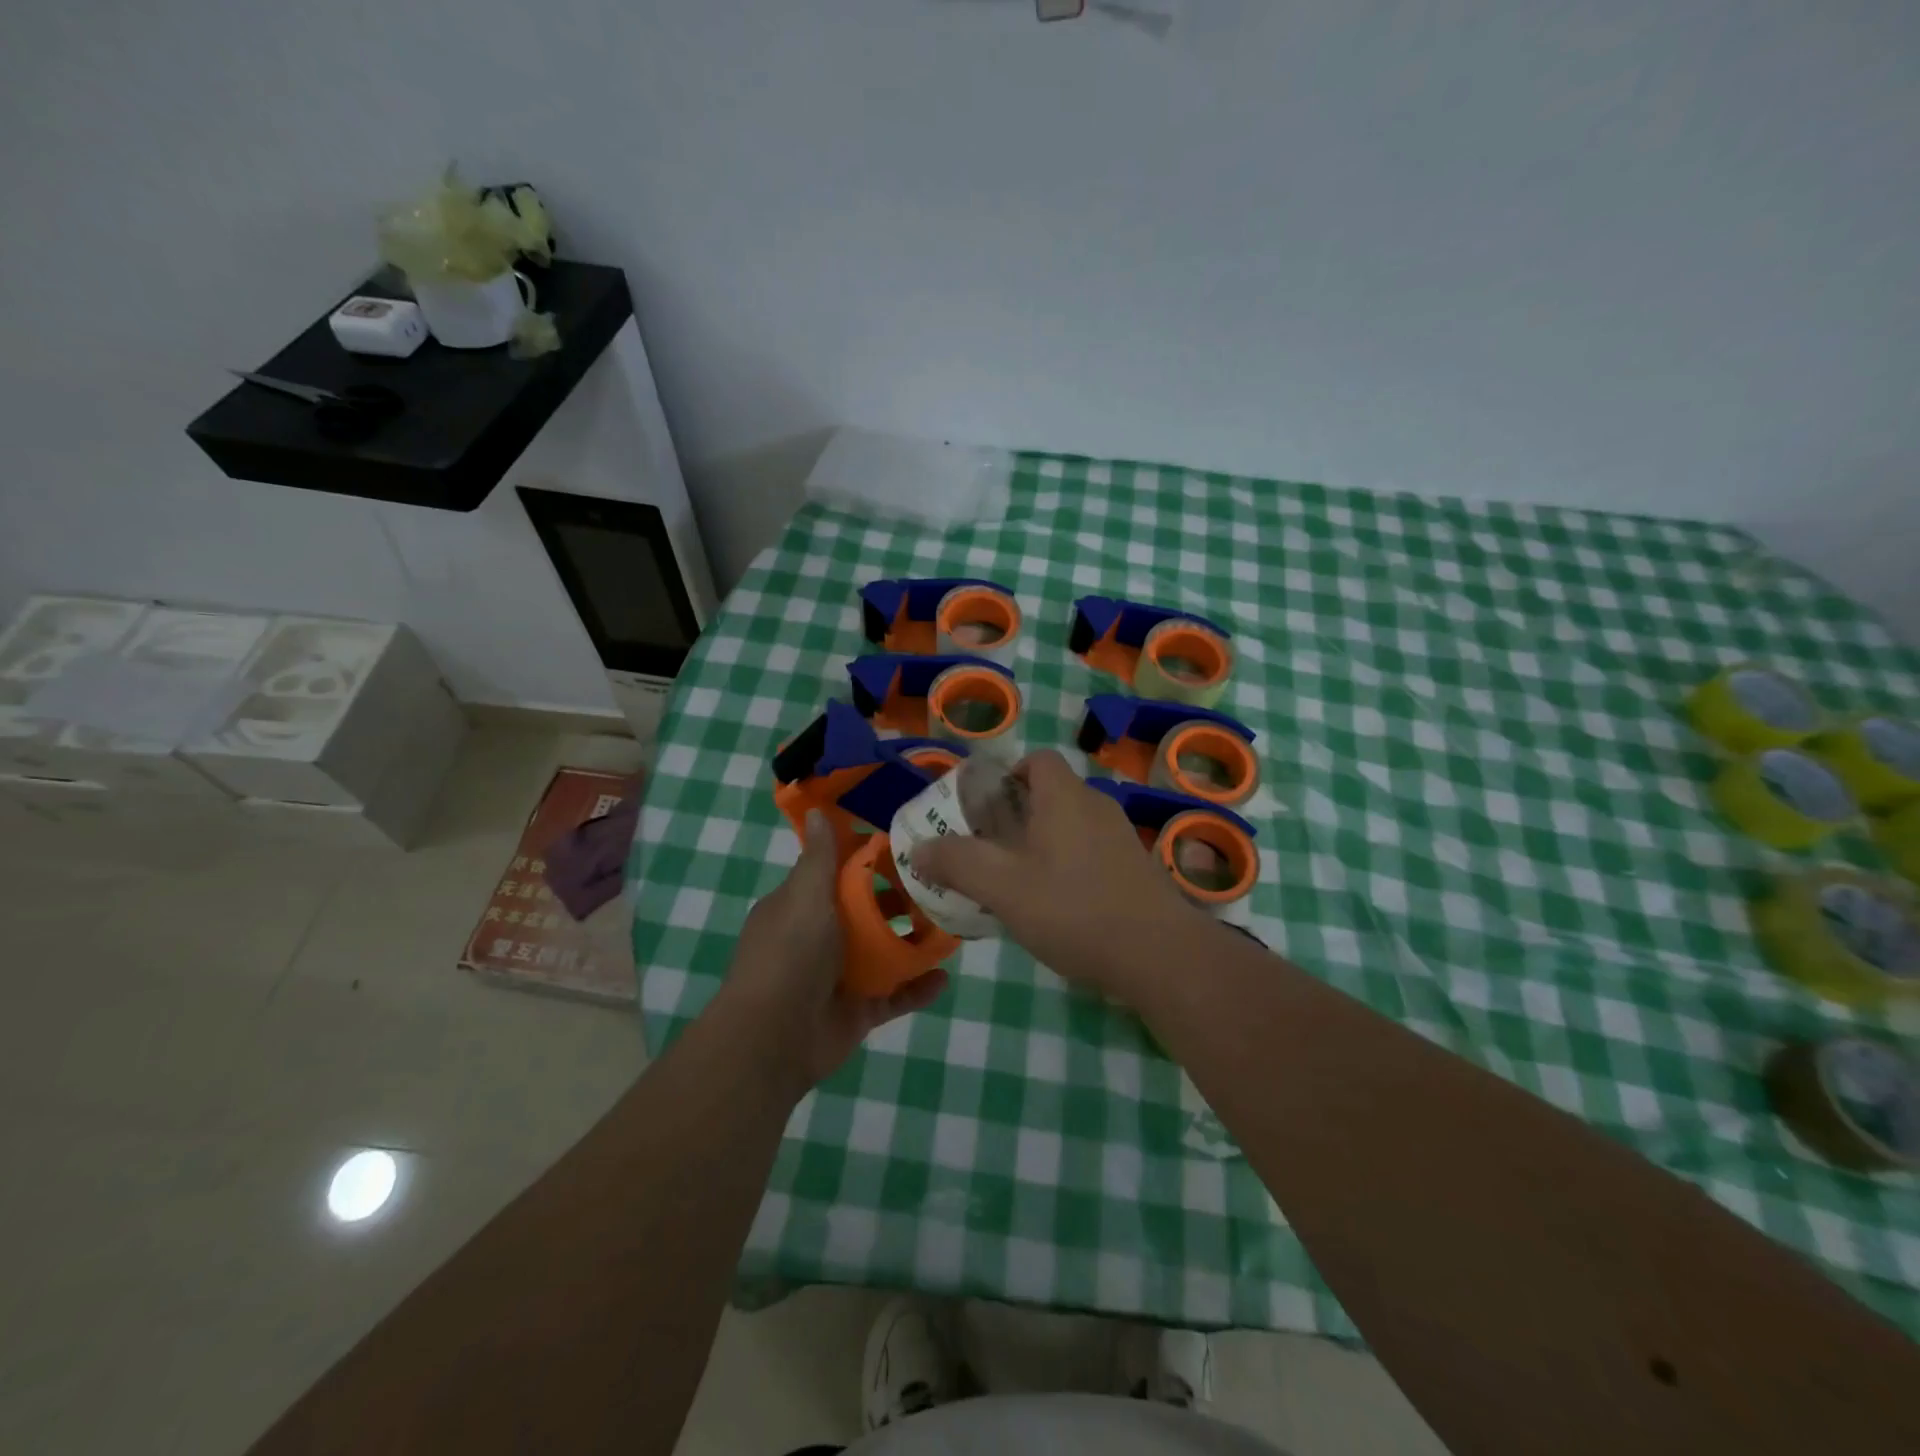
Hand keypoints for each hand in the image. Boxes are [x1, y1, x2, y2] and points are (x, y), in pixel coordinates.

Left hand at [721, 810, 946, 1091]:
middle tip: (941, 883)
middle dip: (901, 898)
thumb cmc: (789, 955)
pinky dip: (918, 987)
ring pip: (885, 951)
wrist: (773, 1039)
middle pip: (867, 911)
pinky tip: (945, 976)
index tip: (907, 843)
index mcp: (801, 906)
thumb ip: (819, 858)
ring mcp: (841, 975)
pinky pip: (895, 994)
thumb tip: (816, 811)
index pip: (838, 872)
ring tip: (951, 925)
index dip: (869, 857)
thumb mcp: (805, 897)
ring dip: (914, 940)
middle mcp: (821, 937)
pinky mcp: (859, 1009)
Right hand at [910, 750, 1205, 1003]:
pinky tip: (1058, 907)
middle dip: (1018, 814)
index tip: (985, 807)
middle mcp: (1097, 807)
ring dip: (1043, 843)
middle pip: (1053, 793)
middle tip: (990, 848)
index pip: (1038, 760)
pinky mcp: (1136, 870)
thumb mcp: (1003, 888)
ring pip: (1072, 826)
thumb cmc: (1074, 909)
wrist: (1159, 955)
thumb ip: (957, 863)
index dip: (1009, 774)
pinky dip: (1069, 866)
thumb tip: (918, 848)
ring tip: (1017, 881)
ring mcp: (1121, 839)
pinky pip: (1092, 852)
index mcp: (1065, 797)